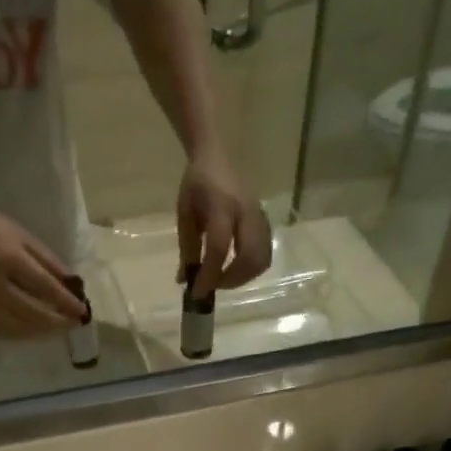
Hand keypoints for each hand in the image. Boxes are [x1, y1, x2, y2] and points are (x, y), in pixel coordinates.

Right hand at [0, 202, 85, 335]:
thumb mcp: (23, 236)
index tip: (82, 310)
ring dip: (43, 330)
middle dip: (57, 321)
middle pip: (33, 313)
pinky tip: (35, 331)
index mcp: (10, 260)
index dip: (65, 301)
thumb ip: (47, 260)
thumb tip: (72, 282)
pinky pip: (4, 330)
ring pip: (19, 327)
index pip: (44, 287)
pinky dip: (23, 334)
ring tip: (59, 327)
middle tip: (75, 323)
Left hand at [177, 150, 271, 296]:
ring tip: (223, 279)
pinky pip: (265, 252)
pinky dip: (251, 268)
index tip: (197, 293)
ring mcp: (259, 216)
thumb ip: (186, 249)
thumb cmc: (195, 186)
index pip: (219, 248)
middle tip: (213, 286)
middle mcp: (246, 212)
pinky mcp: (265, 221)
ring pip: (262, 258)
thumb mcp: (185, 216)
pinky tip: (235, 268)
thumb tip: (185, 281)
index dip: (209, 275)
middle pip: (249, 257)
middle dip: (231, 280)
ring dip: (243, 277)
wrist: (215, 157)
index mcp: (222, 207)